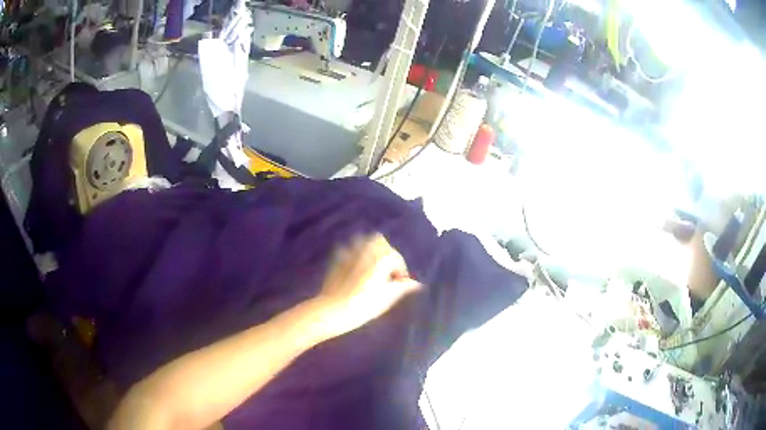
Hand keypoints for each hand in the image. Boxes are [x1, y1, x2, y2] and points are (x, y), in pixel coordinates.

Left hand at [315, 234, 420, 337]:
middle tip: (386, 271)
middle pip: (380, 242)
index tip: (399, 283)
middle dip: (385, 253)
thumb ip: (403, 287)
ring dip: (369, 250)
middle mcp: (367, 248)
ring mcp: (349, 251)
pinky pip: (348, 249)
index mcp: (382, 257)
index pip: (397, 258)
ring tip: (371, 266)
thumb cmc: (365, 305)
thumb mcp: (388, 297)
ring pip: (363, 241)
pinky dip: (353, 254)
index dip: (401, 270)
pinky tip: (353, 267)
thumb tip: (416, 283)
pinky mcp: (336, 258)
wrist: (334, 309)